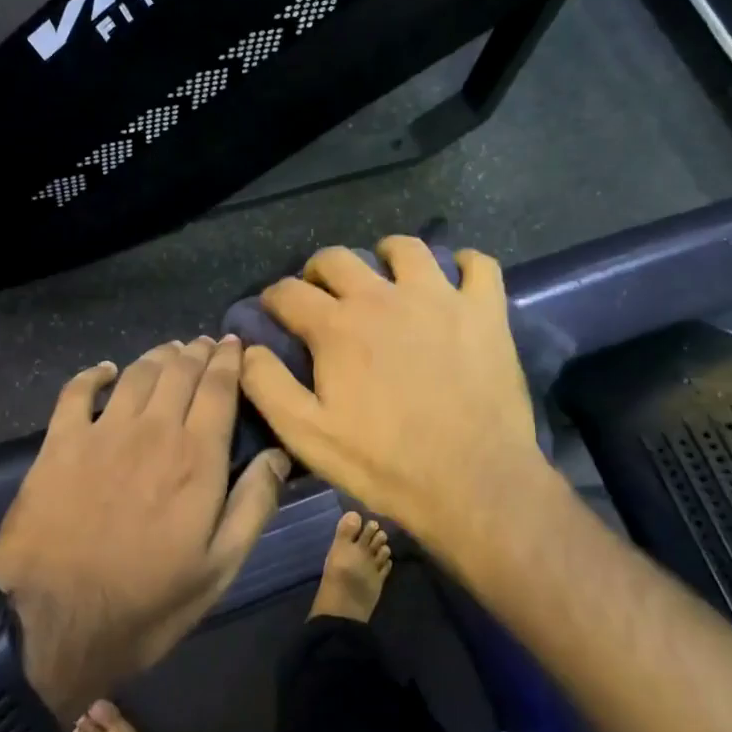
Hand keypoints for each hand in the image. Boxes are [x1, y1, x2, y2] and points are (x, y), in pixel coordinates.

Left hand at [0, 337, 289, 719]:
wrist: (53, 624)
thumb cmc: (147, 602)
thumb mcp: (219, 569)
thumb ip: (254, 506)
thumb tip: (278, 455)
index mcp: (196, 457)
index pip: (218, 389)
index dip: (228, 361)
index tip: (233, 345)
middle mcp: (153, 430)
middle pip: (179, 371)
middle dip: (196, 352)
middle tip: (204, 344)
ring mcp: (102, 432)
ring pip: (136, 373)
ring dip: (157, 356)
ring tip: (169, 351)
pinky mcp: (60, 443)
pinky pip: (77, 391)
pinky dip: (93, 374)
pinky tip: (104, 370)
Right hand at [239, 238, 555, 554]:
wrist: (473, 482)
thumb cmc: (385, 463)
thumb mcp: (307, 435)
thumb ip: (267, 386)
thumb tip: (247, 348)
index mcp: (336, 326)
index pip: (289, 292)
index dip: (274, 298)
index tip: (275, 311)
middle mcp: (382, 297)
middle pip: (338, 258)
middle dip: (319, 270)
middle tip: (324, 295)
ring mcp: (438, 298)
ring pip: (406, 248)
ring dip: (387, 254)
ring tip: (386, 276)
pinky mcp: (484, 311)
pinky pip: (478, 265)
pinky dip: (465, 264)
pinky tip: (456, 279)